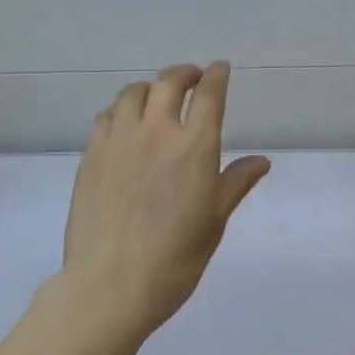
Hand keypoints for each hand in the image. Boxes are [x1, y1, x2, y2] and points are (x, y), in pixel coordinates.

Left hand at [62, 62, 271, 337]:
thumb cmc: (174, 259)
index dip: (217, 76)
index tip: (220, 68)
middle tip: (192, 78)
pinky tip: (125, 125)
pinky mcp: (92, 154)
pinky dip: (121, 110)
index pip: (209, 95)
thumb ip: (235, 183)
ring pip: (133, 93)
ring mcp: (120, 140)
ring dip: (150, 88)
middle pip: (169, 82)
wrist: (110, 286)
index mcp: (194, 147)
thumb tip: (261, 161)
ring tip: (157, 99)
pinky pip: (106, 116)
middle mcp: (157, 132)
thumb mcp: (214, 222)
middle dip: (184, 73)